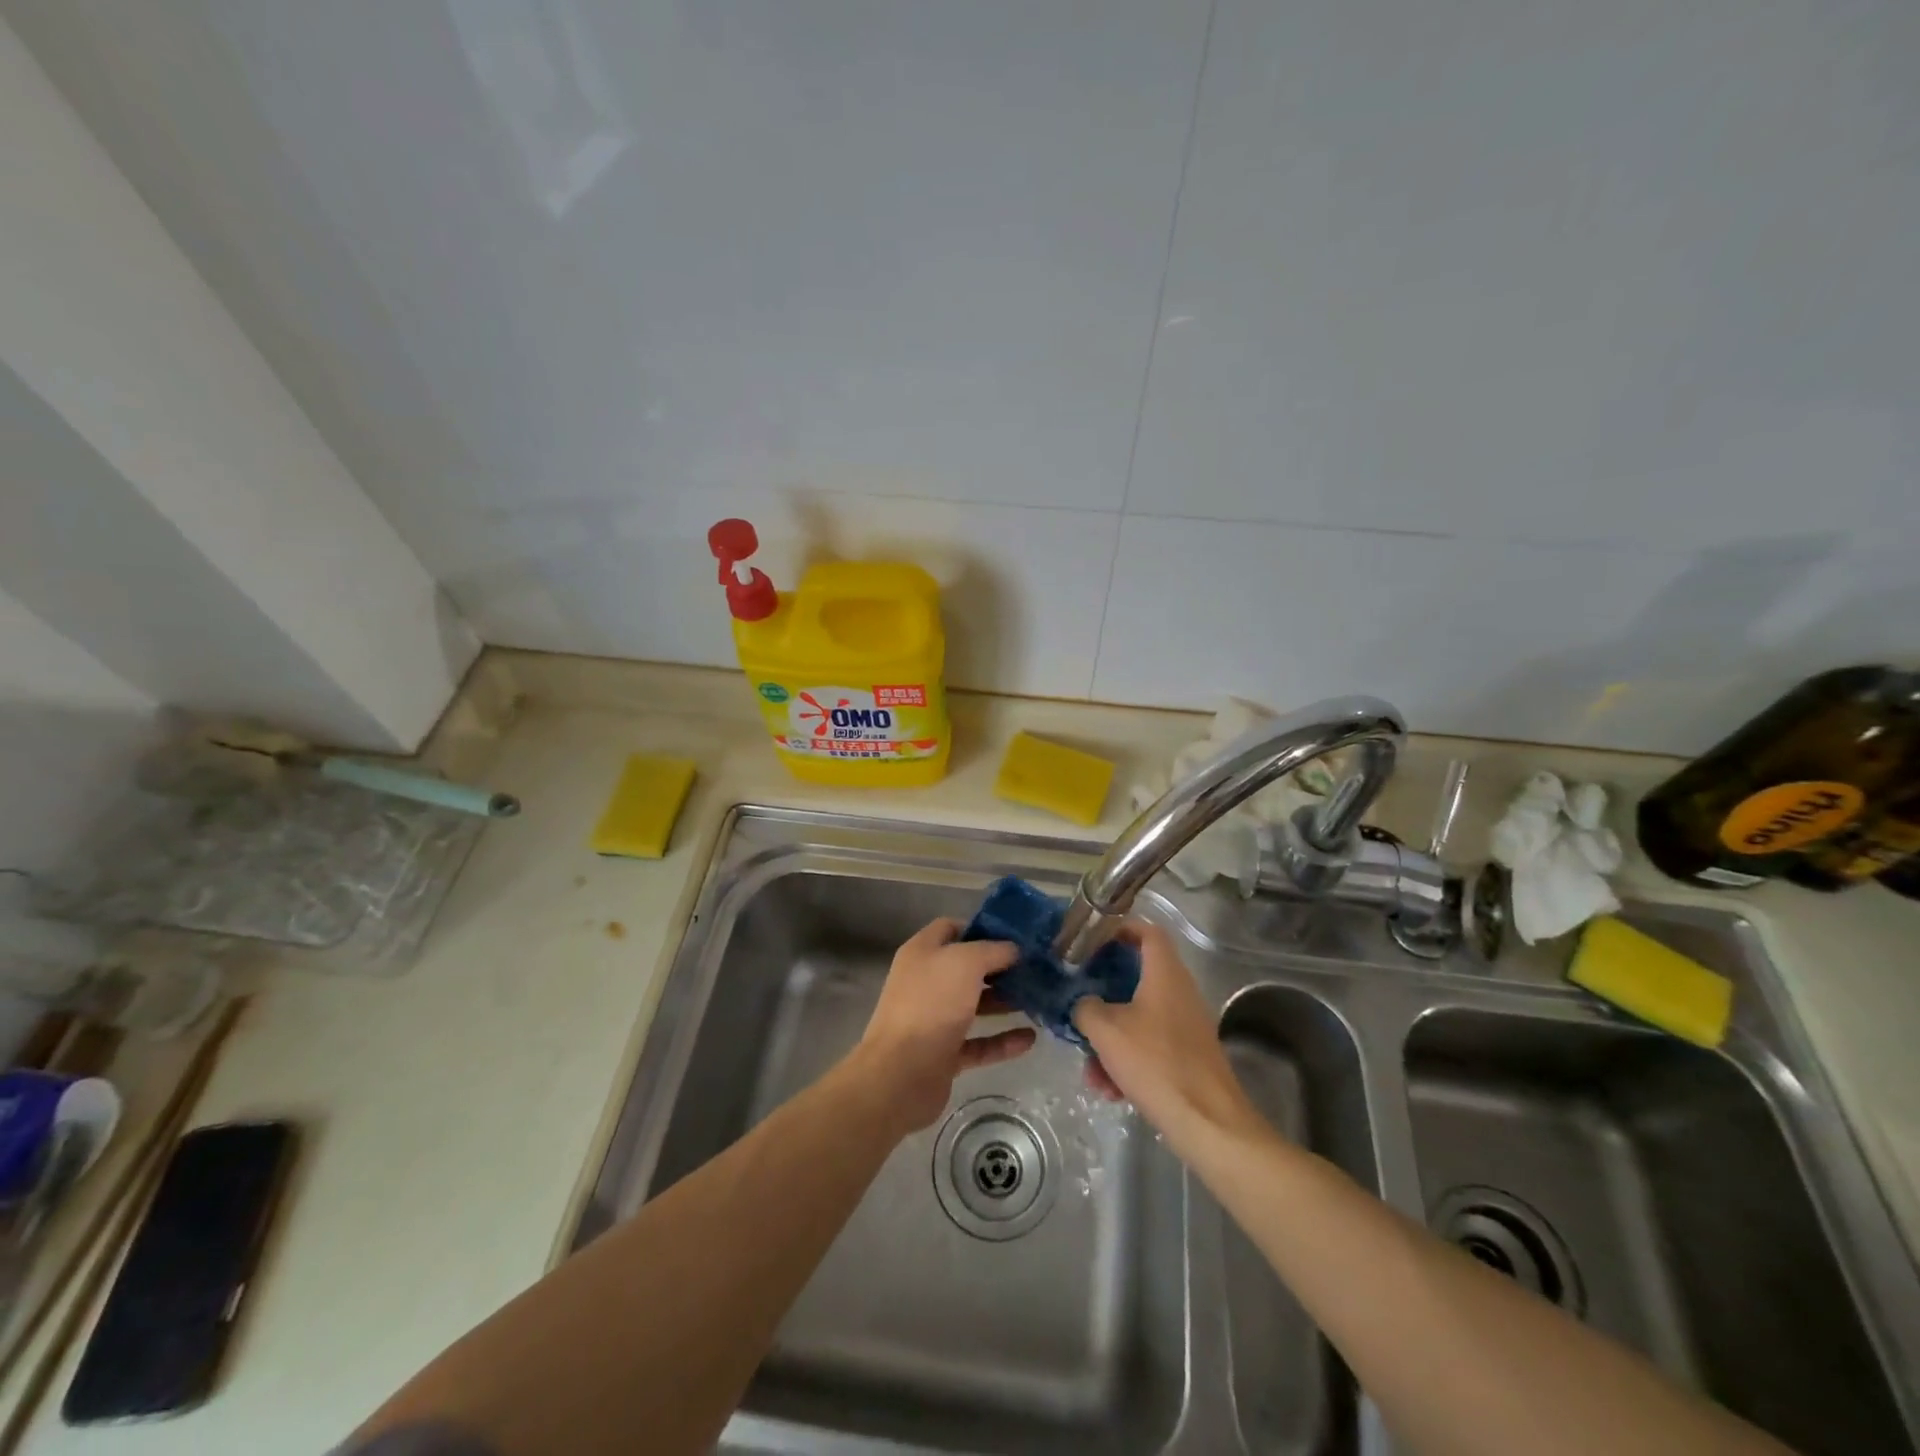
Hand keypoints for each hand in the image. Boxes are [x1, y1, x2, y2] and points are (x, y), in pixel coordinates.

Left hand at [855, 918, 1035, 1132]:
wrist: (901, 1074)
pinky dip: (1002, 1041)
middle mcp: (925, 982)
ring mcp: (933, 1020)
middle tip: (1034, 969)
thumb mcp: (965, 962)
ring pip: (974, 1006)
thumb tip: (1013, 949)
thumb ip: (992, 951)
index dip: (980, 929)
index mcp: (922, 953)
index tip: (1014, 936)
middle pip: (966, 969)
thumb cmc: (931, 1004)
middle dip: (999, 968)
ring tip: (1038, 1001)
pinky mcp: (943, 1055)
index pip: (951, 929)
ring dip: (1004, 1003)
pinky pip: (978, 1043)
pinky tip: (1030, 1039)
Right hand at [1071, 921, 1261, 1148]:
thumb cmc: (1156, 1062)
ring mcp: (1186, 1025)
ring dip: (1111, 1039)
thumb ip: (1085, 1007)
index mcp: (1165, 973)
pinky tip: (1110, 1090)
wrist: (1208, 1123)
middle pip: (1137, 977)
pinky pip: (1150, 1045)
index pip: (1148, 931)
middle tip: (1079, 1001)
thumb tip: (1083, 1004)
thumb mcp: (1106, 1030)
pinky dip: (1128, 1061)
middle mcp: (1180, 992)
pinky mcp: (1188, 1055)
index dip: (1121, 928)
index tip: (1094, 939)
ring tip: (1091, 1070)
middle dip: (1104, 994)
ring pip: (1139, 1018)